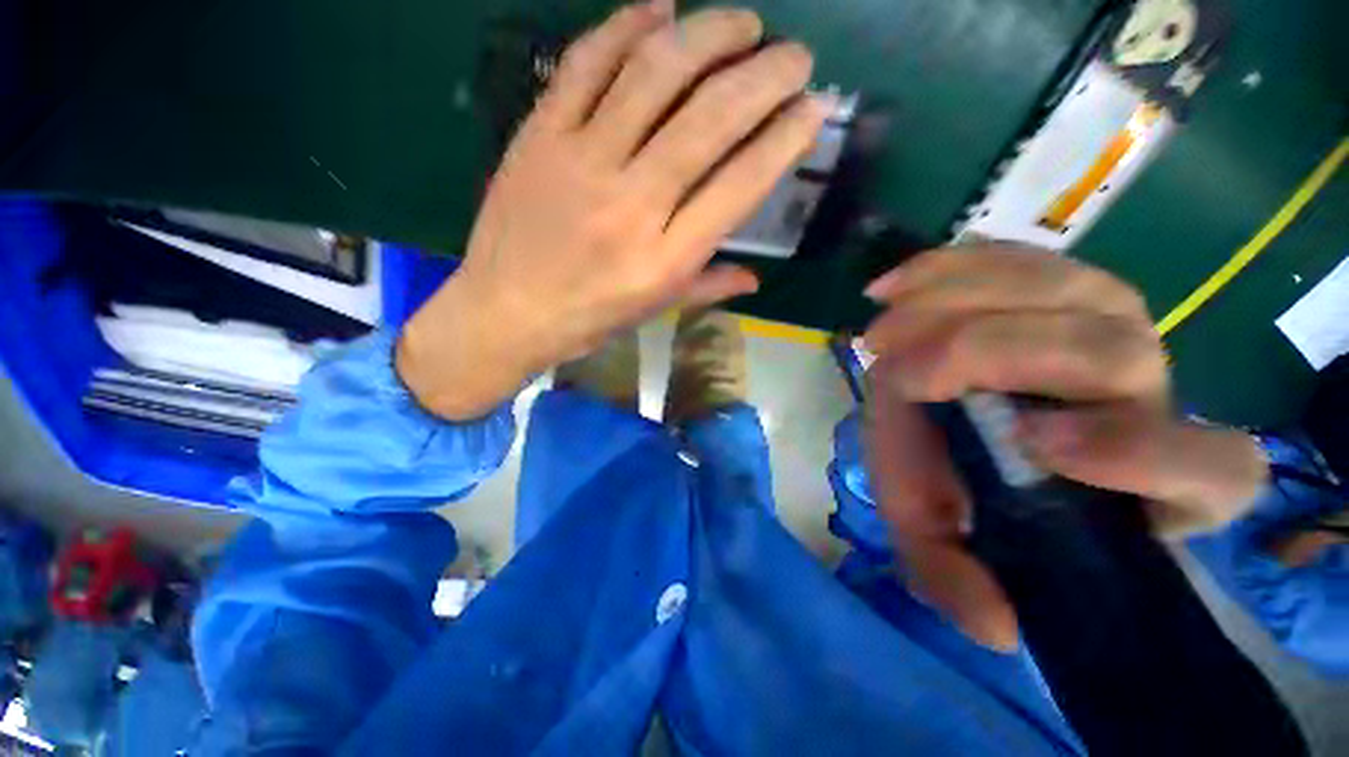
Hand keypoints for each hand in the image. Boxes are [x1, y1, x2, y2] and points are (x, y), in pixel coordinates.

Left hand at [398, 1, 830, 418]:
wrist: (506, 311)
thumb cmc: (589, 319)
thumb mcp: (654, 311)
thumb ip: (708, 288)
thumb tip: (755, 279)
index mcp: (666, 259)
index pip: (740, 185)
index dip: (784, 141)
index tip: (811, 112)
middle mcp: (633, 204)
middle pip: (709, 120)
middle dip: (765, 77)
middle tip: (795, 57)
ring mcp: (583, 161)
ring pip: (654, 74)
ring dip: (708, 35)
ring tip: (743, 23)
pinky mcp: (540, 135)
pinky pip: (586, 64)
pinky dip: (626, 25)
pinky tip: (661, 8)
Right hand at [861, 246, 1267, 649]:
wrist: (938, 414)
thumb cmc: (952, 478)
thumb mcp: (938, 532)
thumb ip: (954, 578)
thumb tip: (996, 625)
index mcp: (1145, 475)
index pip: (1212, 469)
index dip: (1139, 452)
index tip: (1030, 443)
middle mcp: (1146, 388)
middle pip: (1113, 349)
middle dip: (987, 354)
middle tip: (894, 370)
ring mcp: (1106, 319)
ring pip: (1066, 288)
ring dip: (956, 304)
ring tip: (882, 330)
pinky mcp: (1050, 281)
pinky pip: (1015, 257)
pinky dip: (947, 267)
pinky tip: (895, 286)